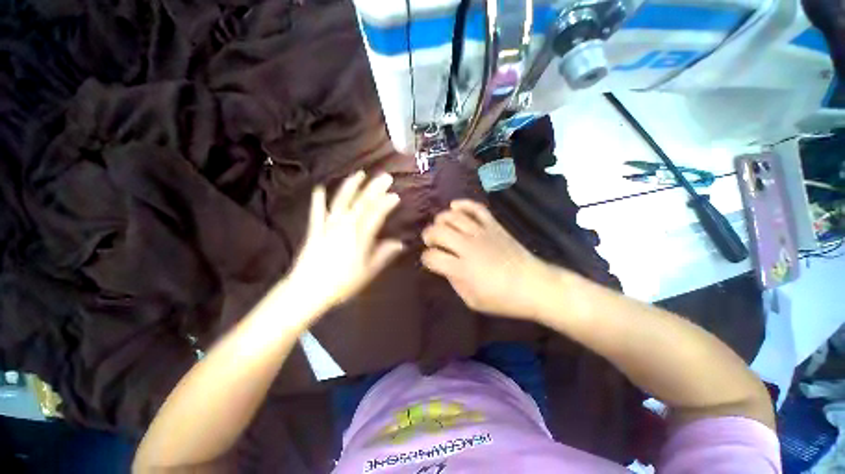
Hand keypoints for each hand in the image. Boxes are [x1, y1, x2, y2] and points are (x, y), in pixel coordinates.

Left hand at [286, 172, 403, 316]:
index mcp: (360, 235)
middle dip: (375, 188)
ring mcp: (328, 225)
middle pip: (362, 202)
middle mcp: (345, 225)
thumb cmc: (342, 283)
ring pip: (341, 200)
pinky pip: (316, 211)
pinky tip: (320, 187)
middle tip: (385, 177)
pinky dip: (318, 199)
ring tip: (359, 174)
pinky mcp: (315, 229)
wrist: (308, 289)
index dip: (387, 203)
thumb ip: (384, 254)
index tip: (396, 195)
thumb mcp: (368, 271)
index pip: (377, 214)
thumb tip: (400, 243)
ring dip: (351, 185)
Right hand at [421, 200, 556, 319]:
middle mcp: (468, 247)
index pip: (433, 257)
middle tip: (430, 241)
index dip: (426, 259)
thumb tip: (444, 266)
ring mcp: (482, 233)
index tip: (429, 261)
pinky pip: (476, 208)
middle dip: (429, 235)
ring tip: (440, 226)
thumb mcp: (472, 300)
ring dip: (441, 219)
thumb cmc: (503, 299)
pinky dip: (463, 204)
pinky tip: (455, 206)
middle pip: (438, 232)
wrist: (534, 285)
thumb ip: (454, 282)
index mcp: (462, 269)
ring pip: (453, 217)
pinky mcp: (494, 225)